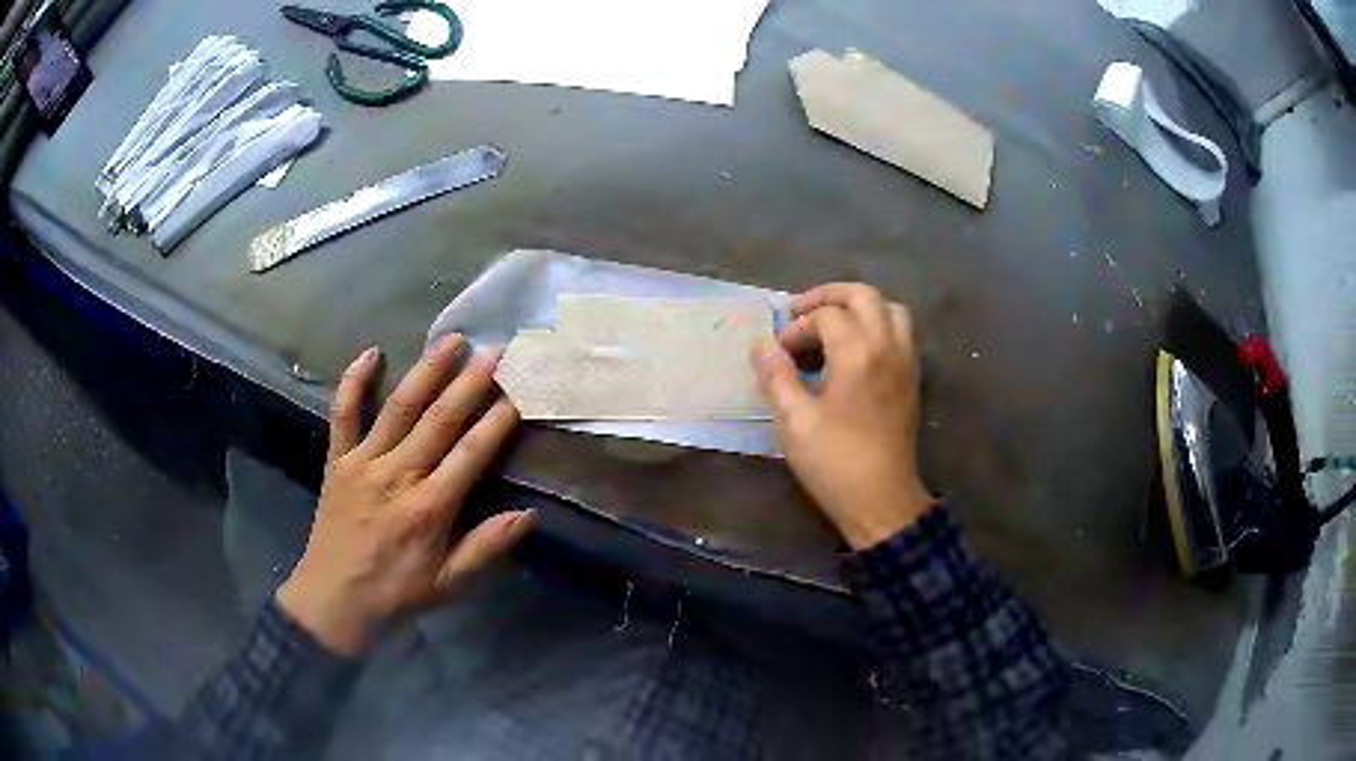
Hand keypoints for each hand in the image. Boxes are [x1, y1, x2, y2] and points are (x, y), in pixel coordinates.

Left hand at [277, 336, 531, 654]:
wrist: (333, 600)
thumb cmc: (395, 594)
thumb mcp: (448, 584)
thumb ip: (486, 547)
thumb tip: (529, 514)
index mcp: (428, 509)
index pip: (470, 454)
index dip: (497, 421)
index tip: (519, 392)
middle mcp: (397, 476)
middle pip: (439, 420)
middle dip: (470, 383)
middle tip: (494, 350)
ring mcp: (362, 462)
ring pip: (398, 408)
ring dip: (426, 371)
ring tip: (451, 339)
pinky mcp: (337, 460)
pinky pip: (343, 413)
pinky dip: (354, 381)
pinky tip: (372, 352)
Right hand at [752, 283, 935, 549]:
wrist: (881, 500)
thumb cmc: (834, 462)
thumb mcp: (794, 421)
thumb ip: (777, 376)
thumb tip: (763, 346)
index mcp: (858, 353)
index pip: (826, 316)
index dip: (797, 328)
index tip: (779, 354)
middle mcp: (887, 347)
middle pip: (864, 296)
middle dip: (830, 296)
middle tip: (801, 311)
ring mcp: (905, 362)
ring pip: (891, 310)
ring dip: (861, 308)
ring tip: (834, 325)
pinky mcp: (912, 379)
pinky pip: (902, 333)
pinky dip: (879, 326)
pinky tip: (857, 350)